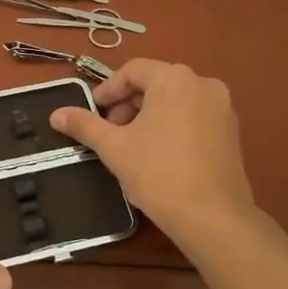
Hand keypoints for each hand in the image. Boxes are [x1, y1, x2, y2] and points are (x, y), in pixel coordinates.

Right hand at [49, 61, 262, 249]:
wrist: (214, 217)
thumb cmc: (159, 173)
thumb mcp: (114, 148)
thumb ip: (85, 125)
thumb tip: (55, 114)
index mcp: (174, 79)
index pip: (133, 70)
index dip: (108, 90)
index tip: (93, 113)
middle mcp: (203, 83)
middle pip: (155, 83)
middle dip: (128, 104)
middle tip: (110, 132)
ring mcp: (222, 107)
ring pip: (175, 100)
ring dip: (149, 115)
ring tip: (133, 145)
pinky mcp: (232, 131)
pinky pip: (194, 116)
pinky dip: (173, 125)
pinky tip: (160, 154)